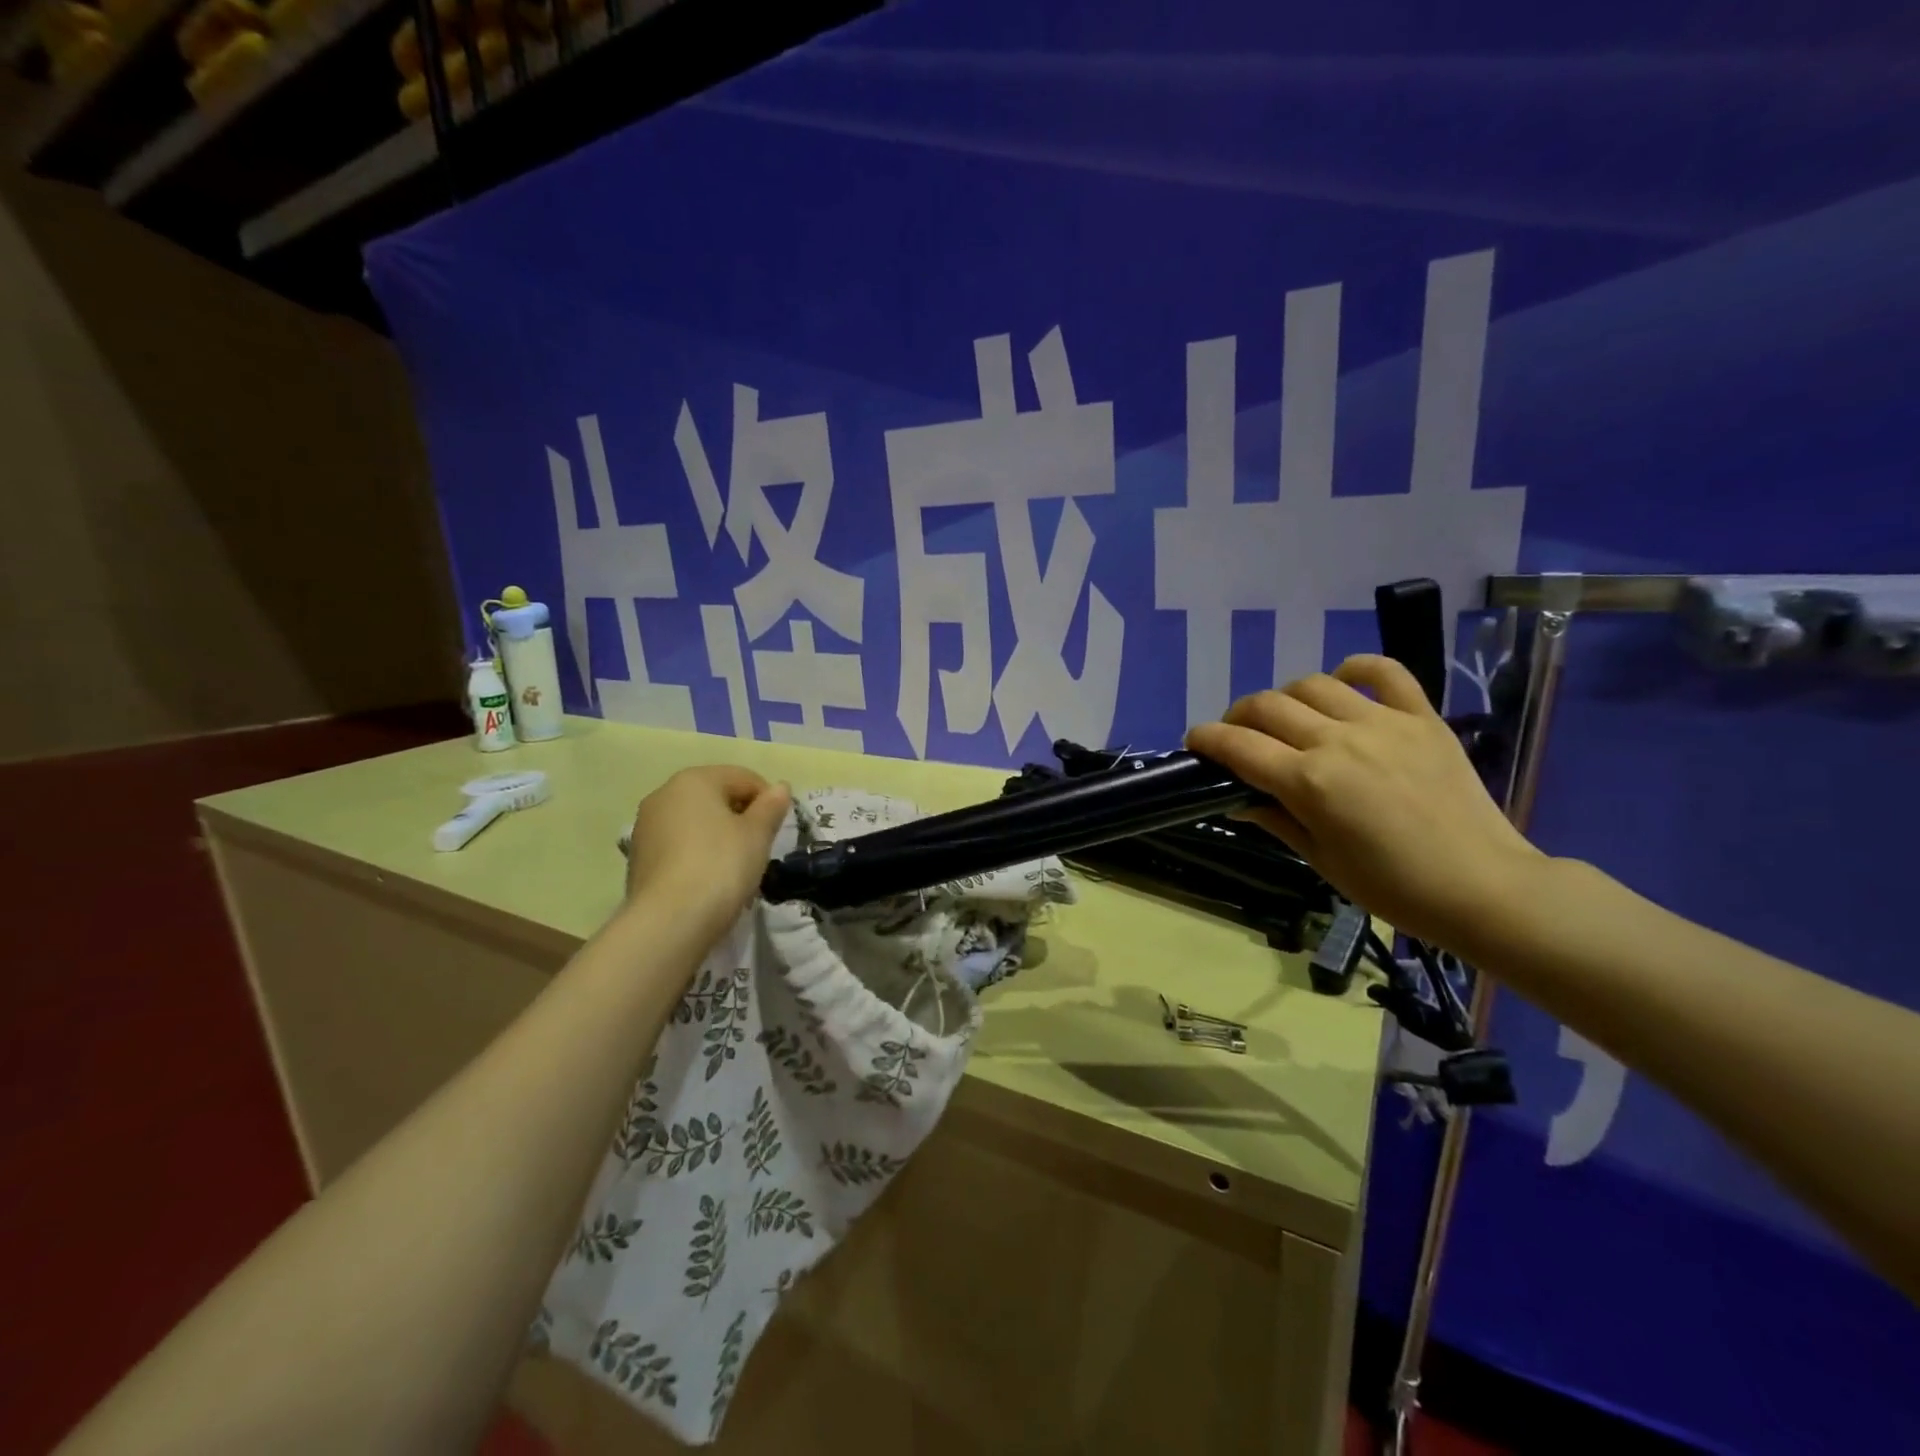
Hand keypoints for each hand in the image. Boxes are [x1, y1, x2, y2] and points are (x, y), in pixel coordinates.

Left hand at [622, 766, 791, 942]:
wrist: (669, 921)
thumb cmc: (721, 865)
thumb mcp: (757, 834)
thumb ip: (771, 807)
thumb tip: (780, 787)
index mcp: (694, 780)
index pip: (743, 778)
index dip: (768, 800)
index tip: (778, 829)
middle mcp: (664, 795)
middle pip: (716, 797)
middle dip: (741, 818)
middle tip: (759, 848)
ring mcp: (646, 827)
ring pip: (696, 823)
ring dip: (719, 837)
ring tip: (735, 868)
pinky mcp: (638, 858)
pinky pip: (679, 846)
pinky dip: (698, 855)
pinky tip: (710, 881)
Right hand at [1185, 655, 1546, 951]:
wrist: (1483, 887)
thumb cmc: (1392, 887)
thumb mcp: (1320, 859)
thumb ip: (1274, 818)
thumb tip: (1238, 797)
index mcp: (1309, 782)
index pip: (1238, 746)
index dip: (1207, 739)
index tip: (1194, 742)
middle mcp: (1338, 741)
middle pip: (1267, 706)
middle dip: (1238, 717)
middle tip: (1237, 736)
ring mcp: (1383, 723)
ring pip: (1313, 685)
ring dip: (1286, 697)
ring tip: (1287, 719)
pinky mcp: (1422, 717)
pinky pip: (1385, 672)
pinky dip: (1356, 668)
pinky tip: (1342, 681)